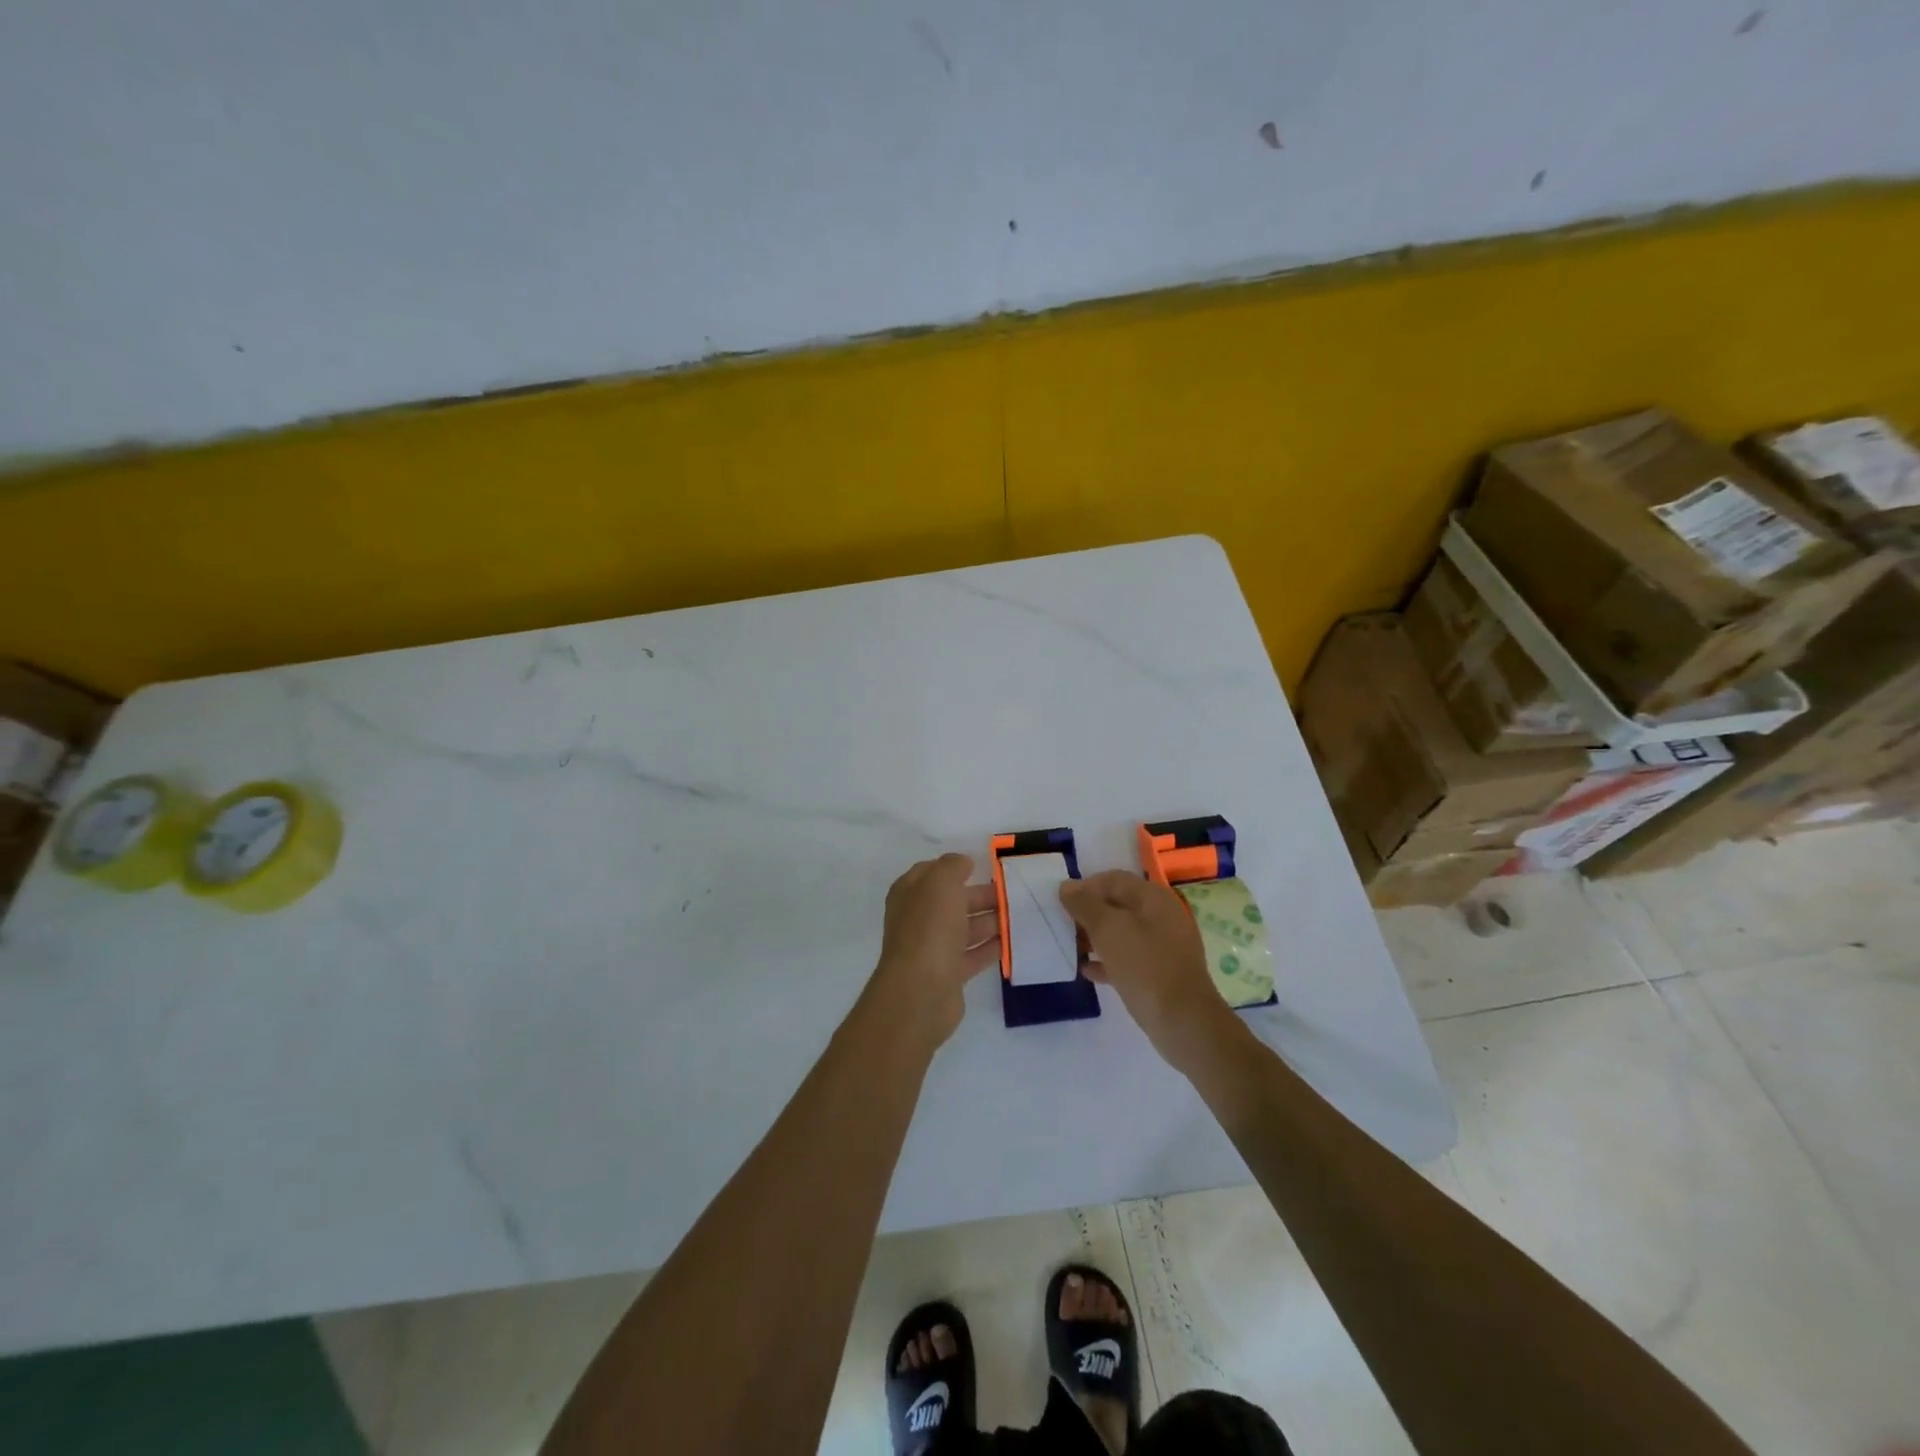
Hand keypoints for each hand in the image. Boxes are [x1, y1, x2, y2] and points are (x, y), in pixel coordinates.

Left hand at [866, 853, 1000, 1046]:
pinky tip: (1012, 941)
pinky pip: (973, 955)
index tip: (982, 866)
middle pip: (952, 901)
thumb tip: (963, 863)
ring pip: (964, 928)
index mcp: (909, 894)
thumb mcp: (941, 882)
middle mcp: (918, 919)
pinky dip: (990, 947)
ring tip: (1019, 915)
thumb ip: (953, 866)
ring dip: (989, 921)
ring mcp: (932, 948)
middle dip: (980, 895)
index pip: (931, 873)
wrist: (921, 991)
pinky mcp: (948, 974)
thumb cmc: (930, 928)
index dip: (954, 867)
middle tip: (1011, 893)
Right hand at [1060, 871, 1244, 1073]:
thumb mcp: (1109, 930)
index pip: (1114, 879)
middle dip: (1089, 913)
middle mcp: (1161, 917)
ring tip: (1070, 946)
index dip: (1086, 886)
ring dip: (1095, 937)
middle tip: (1063, 924)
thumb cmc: (1145, 967)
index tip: (1062, 902)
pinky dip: (1107, 960)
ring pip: (1122, 933)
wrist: (1184, 1022)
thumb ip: (1085, 905)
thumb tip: (1067, 886)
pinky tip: (1087, 970)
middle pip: (1118, 905)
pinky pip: (1128, 958)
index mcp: (1153, 899)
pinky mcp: (1160, 973)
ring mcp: (1163, 946)